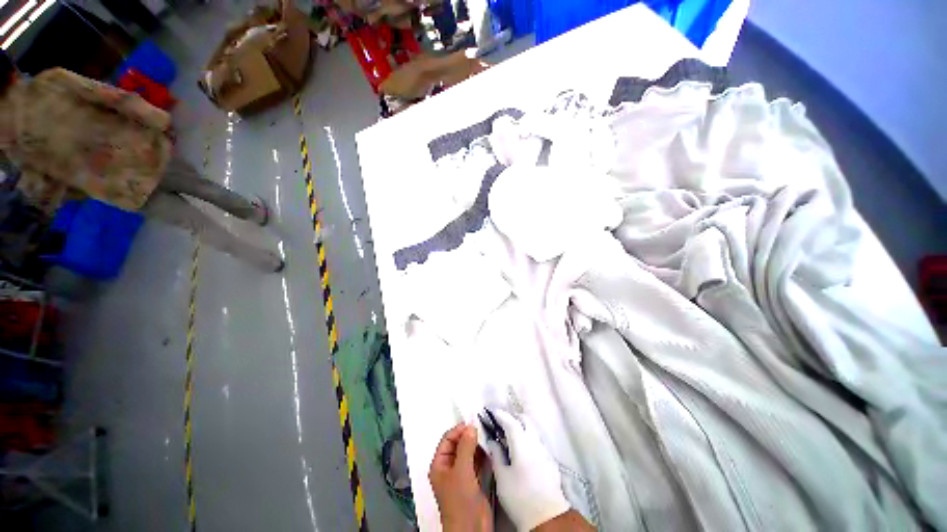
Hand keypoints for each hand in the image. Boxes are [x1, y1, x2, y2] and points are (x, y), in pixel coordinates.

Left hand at [429, 423, 492, 531]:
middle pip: (458, 445)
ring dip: (477, 445)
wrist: (471, 528)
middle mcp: (449, 467)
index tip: (473, 424)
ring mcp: (461, 475)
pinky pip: (476, 462)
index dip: (459, 430)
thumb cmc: (460, 499)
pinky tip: (490, 450)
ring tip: (487, 438)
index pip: (447, 439)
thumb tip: (471, 426)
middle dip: (469, 437)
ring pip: (468, 453)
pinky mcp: (472, 481)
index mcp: (439, 464)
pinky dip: (482, 455)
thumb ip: (466, 447)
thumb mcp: (462, 470)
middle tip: (482, 430)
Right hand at [484, 410, 570, 530]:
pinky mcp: (550, 460)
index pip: (511, 421)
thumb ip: (496, 456)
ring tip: (510, 438)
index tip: (492, 412)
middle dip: (513, 418)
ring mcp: (545, 450)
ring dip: (522, 428)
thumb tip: (493, 441)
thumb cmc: (520, 497)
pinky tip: (522, 452)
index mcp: (522, 444)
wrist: (547, 517)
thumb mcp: (502, 478)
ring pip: (533, 430)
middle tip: (502, 424)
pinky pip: (537, 441)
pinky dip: (528, 439)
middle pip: (525, 420)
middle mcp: (535, 442)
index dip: (501, 415)